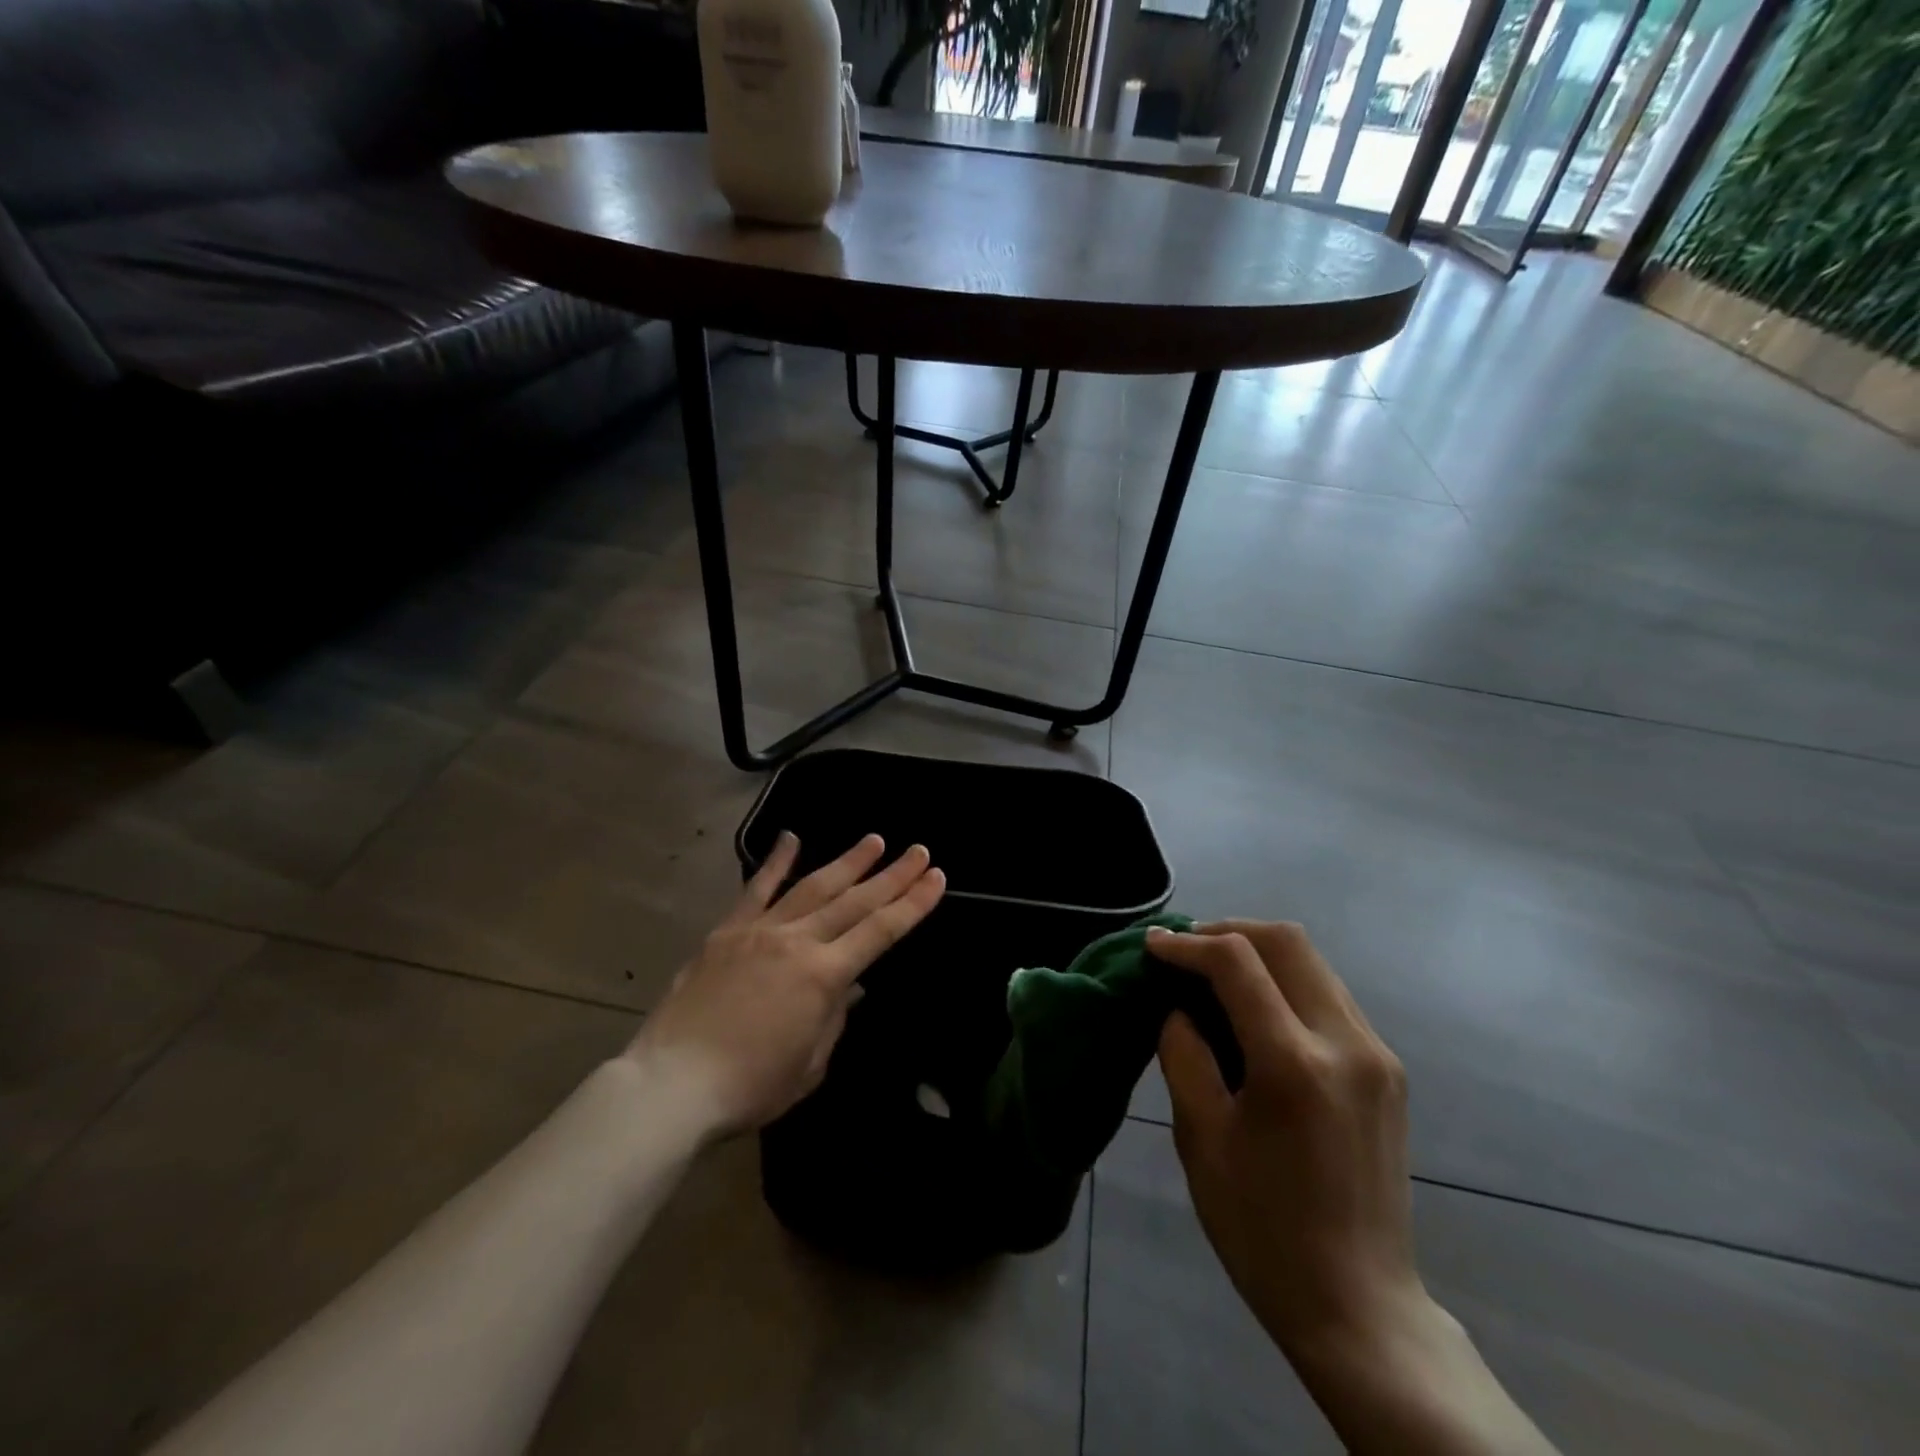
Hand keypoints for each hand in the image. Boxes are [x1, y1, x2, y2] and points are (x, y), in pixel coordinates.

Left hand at [629, 832, 945, 1137]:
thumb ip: (834, 1017)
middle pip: (854, 901)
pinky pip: (756, 890)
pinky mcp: (726, 932)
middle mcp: (797, 941)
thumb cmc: (750, 1087)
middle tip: (917, 852)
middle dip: (891, 875)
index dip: (913, 904)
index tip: (936, 878)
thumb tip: (849, 985)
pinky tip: (791, 838)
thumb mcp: (810, 1064)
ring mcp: (759, 931)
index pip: (880, 931)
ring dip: (847, 862)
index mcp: (823, 976)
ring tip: (874, 840)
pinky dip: (775, 863)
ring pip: (812, 886)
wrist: (672, 1084)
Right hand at [1148, 920, 1420, 1363]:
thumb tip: (1178, 1003)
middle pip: (1285, 941)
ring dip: (1258, 951)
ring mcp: (1376, 1054)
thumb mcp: (1200, 1137)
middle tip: (1183, 947)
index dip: (1187, 943)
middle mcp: (1346, 1043)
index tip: (1152, 945)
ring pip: (1312, 961)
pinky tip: (1254, 1005)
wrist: (1358, 1305)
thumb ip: (1183, 1052)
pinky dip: (1284, 980)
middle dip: (1227, 930)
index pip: (1236, 962)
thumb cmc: (1261, 1227)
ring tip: (1211, 969)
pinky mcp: (1387, 1069)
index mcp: (1294, 1065)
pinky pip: (1328, 994)